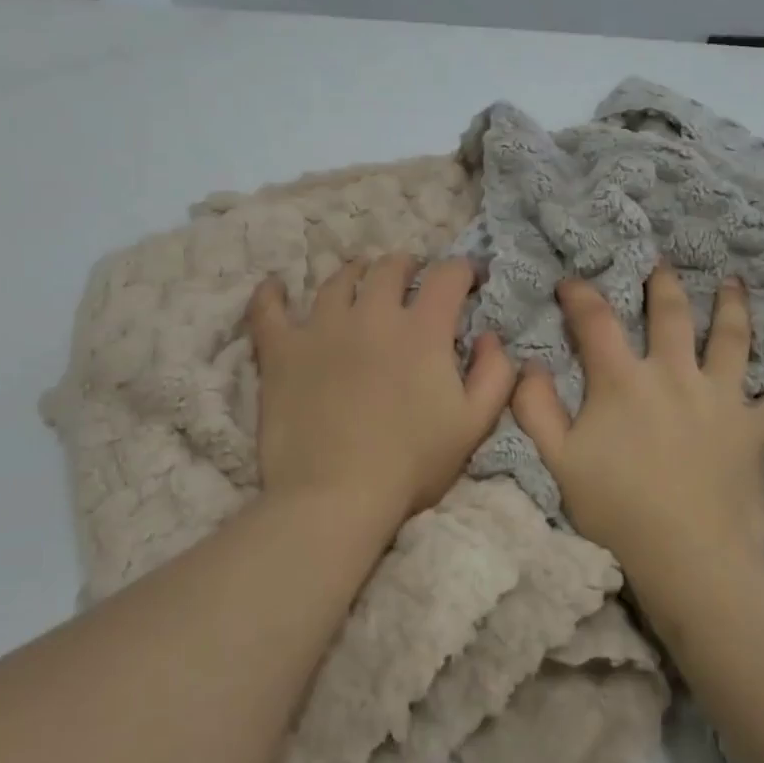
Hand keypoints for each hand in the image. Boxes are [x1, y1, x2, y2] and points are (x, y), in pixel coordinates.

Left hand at [246, 255, 516, 536]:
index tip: (469, 278)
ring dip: (355, 274)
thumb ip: (495, 374)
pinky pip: (268, 310)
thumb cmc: (412, 463)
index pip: (447, 276)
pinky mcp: (281, 350)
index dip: (463, 270)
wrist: (337, 496)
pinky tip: (275, 287)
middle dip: (406, 265)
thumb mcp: (474, 424)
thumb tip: (492, 336)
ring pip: (337, 280)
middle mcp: (372, 315)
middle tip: (411, 278)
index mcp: (422, 330)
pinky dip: (271, 295)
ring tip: (359, 281)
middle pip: (389, 268)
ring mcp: (321, 328)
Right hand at [511, 267, 763, 578]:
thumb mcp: (557, 460)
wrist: (688, 557)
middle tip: (662, 263)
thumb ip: (535, 407)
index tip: (571, 282)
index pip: (596, 321)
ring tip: (734, 284)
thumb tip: (528, 365)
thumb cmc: (615, 508)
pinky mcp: (754, 431)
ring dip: (732, 308)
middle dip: (663, 284)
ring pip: (731, 340)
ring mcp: (721, 399)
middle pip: (671, 315)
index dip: (580, 295)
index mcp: (623, 381)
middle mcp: (675, 375)